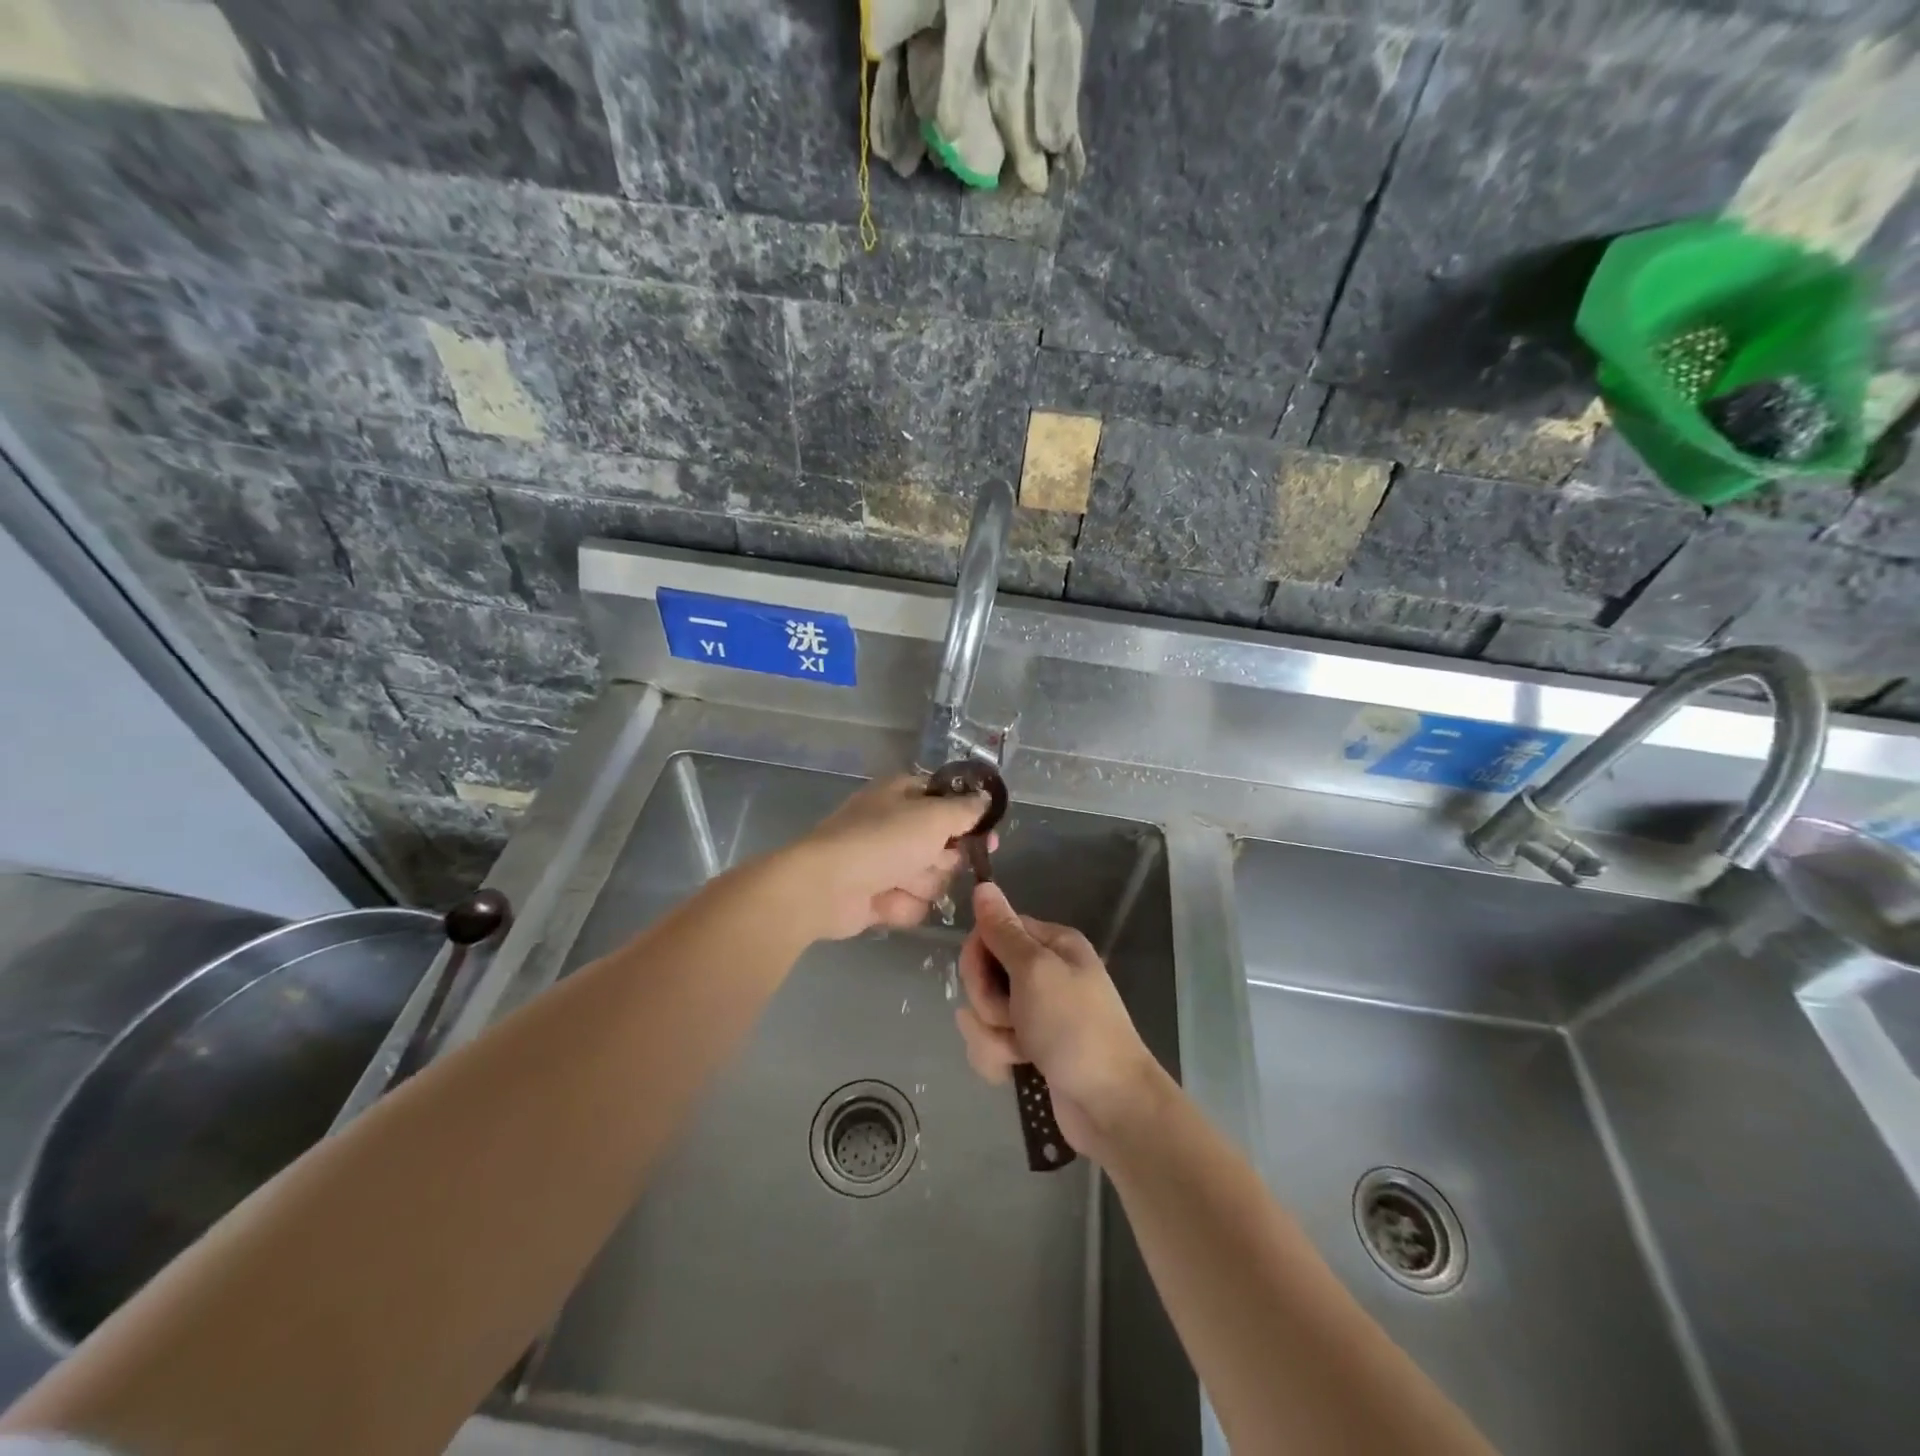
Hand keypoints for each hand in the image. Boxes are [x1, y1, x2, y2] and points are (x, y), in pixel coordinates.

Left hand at [784, 774, 989, 940]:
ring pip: (932, 879)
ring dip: (920, 884)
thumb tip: (986, 799)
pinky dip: (900, 905)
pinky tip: (882, 901)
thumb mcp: (933, 817)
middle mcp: (897, 825)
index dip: (969, 819)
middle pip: (946, 847)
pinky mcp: (880, 896)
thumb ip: (966, 810)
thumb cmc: (882, 841)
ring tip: (897, 882)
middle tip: (928, 859)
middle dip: (942, 859)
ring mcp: (887, 863)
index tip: (988, 836)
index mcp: (904, 795)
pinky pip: (912, 904)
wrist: (826, 887)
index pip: (949, 802)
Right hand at [954, 883, 1164, 1155]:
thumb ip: (1003, 931)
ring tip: (1018, 1052)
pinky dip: (998, 1057)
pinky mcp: (1030, 1047)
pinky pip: (992, 1042)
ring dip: (991, 1034)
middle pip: (985, 973)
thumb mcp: (1035, 971)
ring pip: (983, 1012)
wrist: (1110, 1105)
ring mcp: (1037, 1012)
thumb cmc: (1074, 1028)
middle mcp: (1044, 972)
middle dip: (987, 1001)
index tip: (984, 978)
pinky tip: (1015, 1070)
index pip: (994, 931)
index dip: (979, 955)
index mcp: (1051, 944)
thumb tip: (983, 885)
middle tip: (1010, 1018)